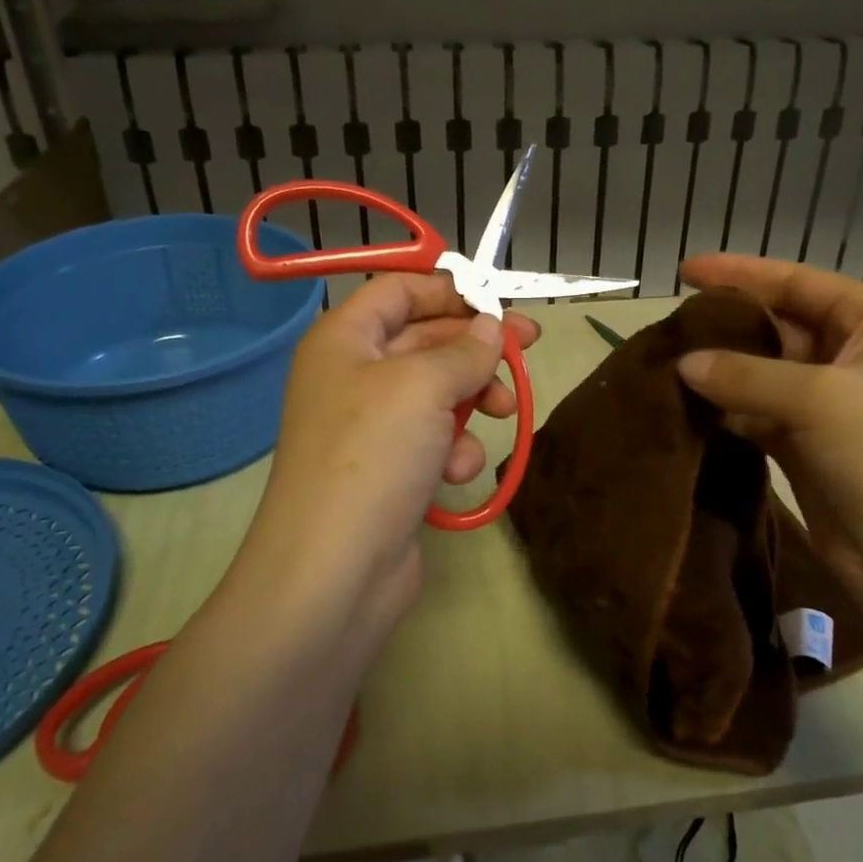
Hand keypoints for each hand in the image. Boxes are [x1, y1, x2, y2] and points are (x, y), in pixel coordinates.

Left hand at [241, 274, 540, 643]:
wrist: (334, 571)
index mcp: (345, 339)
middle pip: (425, 340)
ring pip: (437, 392)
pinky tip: (456, 472)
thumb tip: (490, 327)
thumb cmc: (373, 454)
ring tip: (501, 412)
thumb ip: (465, 349)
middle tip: (529, 349)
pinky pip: (432, 440)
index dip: (449, 290)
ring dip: (471, 400)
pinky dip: (452, 450)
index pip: (399, 290)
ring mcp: (370, 427)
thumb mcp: (424, 385)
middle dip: (475, 348)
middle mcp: (353, 375)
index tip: (499, 301)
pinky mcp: (389, 470)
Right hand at [674, 254, 862, 621]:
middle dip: (728, 326)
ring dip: (722, 372)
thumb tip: (683, 364)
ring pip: (765, 375)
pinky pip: (760, 417)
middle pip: (780, 327)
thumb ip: (745, 374)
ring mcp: (834, 408)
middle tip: (670, 326)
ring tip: (668, 364)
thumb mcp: (819, 398)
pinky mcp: (812, 450)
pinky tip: (689, 408)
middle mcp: (856, 357)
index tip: (684, 271)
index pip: (798, 282)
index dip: (741, 273)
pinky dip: (728, 413)